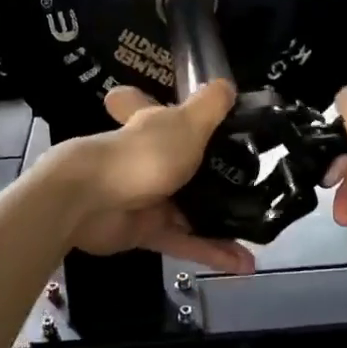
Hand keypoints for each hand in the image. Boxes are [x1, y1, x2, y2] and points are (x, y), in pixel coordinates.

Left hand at [50, 82, 255, 273]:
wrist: (91, 203)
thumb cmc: (142, 154)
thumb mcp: (187, 123)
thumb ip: (210, 106)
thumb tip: (227, 85)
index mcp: (150, 126)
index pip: (143, 104)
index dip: (147, 100)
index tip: (166, 103)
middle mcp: (146, 158)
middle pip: (178, 162)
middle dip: (209, 173)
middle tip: (249, 182)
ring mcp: (145, 196)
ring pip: (187, 208)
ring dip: (219, 221)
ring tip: (255, 232)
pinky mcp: (144, 231)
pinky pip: (184, 240)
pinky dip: (210, 251)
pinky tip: (242, 263)